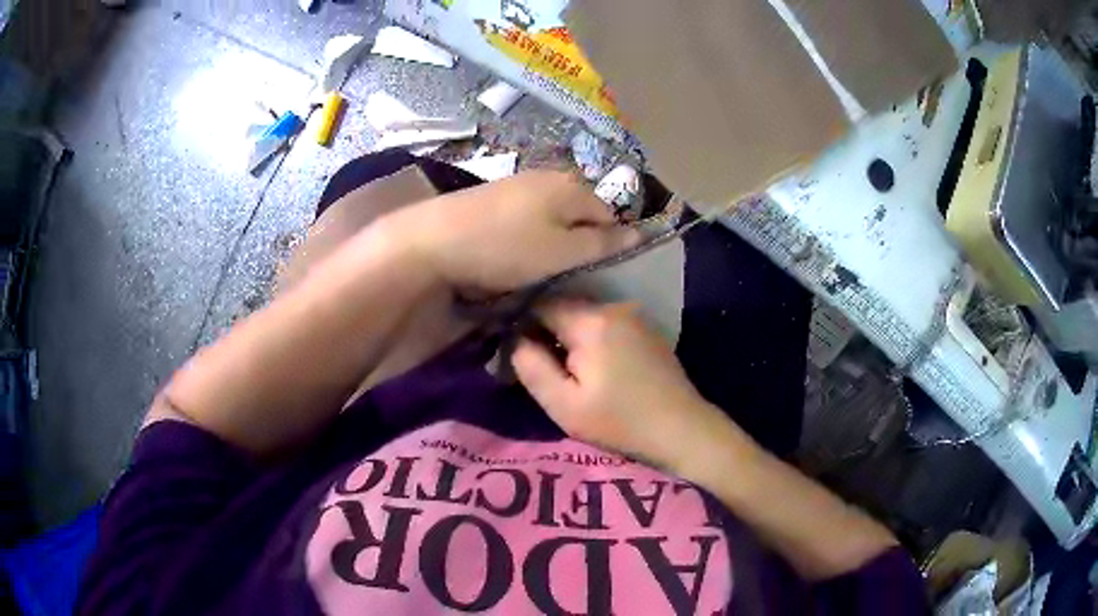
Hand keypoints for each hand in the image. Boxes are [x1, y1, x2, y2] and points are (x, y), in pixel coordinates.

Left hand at [385, 171, 638, 291]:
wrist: (434, 239)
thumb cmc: (506, 248)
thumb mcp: (562, 252)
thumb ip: (602, 242)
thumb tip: (641, 233)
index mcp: (572, 186)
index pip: (609, 215)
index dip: (608, 245)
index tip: (591, 274)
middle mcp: (549, 176)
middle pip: (579, 213)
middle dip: (578, 242)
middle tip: (563, 273)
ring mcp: (518, 184)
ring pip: (552, 216)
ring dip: (551, 241)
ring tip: (536, 267)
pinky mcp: (494, 196)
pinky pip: (526, 218)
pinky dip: (526, 237)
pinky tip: (511, 254)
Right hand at [513, 300, 729, 471]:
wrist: (682, 429)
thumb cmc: (620, 422)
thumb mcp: (564, 405)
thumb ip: (531, 367)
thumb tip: (515, 340)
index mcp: (591, 321)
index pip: (540, 304)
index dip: (523, 326)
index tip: (520, 353)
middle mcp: (613, 307)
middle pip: (564, 307)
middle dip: (548, 332)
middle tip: (544, 368)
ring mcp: (634, 315)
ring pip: (585, 315)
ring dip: (571, 336)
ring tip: (569, 371)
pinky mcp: (647, 328)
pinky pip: (607, 323)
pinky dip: (594, 338)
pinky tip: (599, 368)